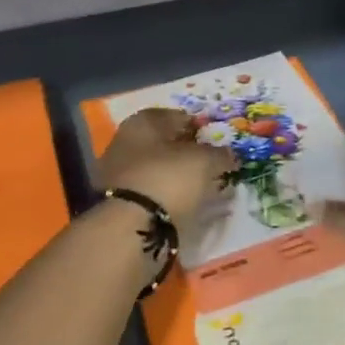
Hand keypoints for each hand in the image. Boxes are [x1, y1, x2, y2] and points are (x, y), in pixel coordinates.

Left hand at [98, 108, 236, 230]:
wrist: (128, 227)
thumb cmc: (167, 179)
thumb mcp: (203, 162)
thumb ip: (219, 155)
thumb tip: (229, 154)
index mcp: (143, 121)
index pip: (179, 117)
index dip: (200, 129)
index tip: (217, 145)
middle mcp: (125, 139)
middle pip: (164, 143)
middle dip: (186, 154)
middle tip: (209, 169)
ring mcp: (117, 170)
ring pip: (155, 168)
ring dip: (174, 176)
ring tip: (198, 191)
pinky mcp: (115, 200)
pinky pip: (147, 191)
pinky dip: (163, 195)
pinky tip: (178, 206)